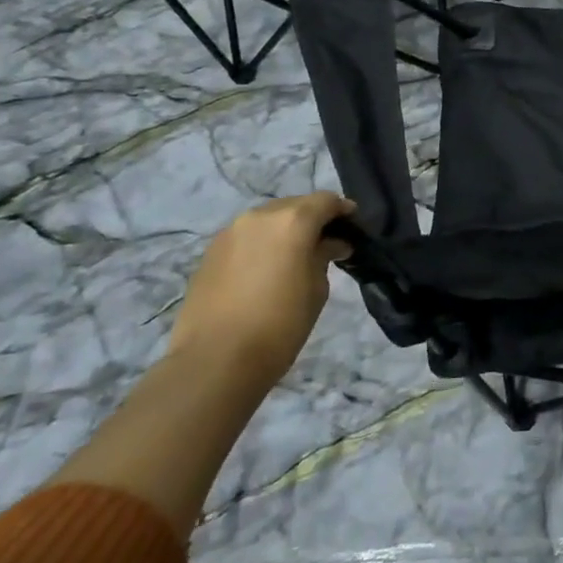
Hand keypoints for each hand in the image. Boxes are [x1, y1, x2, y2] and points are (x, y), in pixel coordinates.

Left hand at [167, 192, 353, 391]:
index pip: (326, 201)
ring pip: (267, 220)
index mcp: (293, 220)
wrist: (214, 361)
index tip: (353, 226)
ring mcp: (230, 232)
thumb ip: (324, 256)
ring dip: (284, 230)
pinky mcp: (210, 252)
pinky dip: (261, 244)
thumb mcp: (317, 289)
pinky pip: (246, 237)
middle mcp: (260, 216)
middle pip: (294, 206)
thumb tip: (330, 244)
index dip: (343, 210)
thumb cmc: (280, 325)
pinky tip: (265, 269)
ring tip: (293, 256)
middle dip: (312, 219)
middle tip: (325, 242)